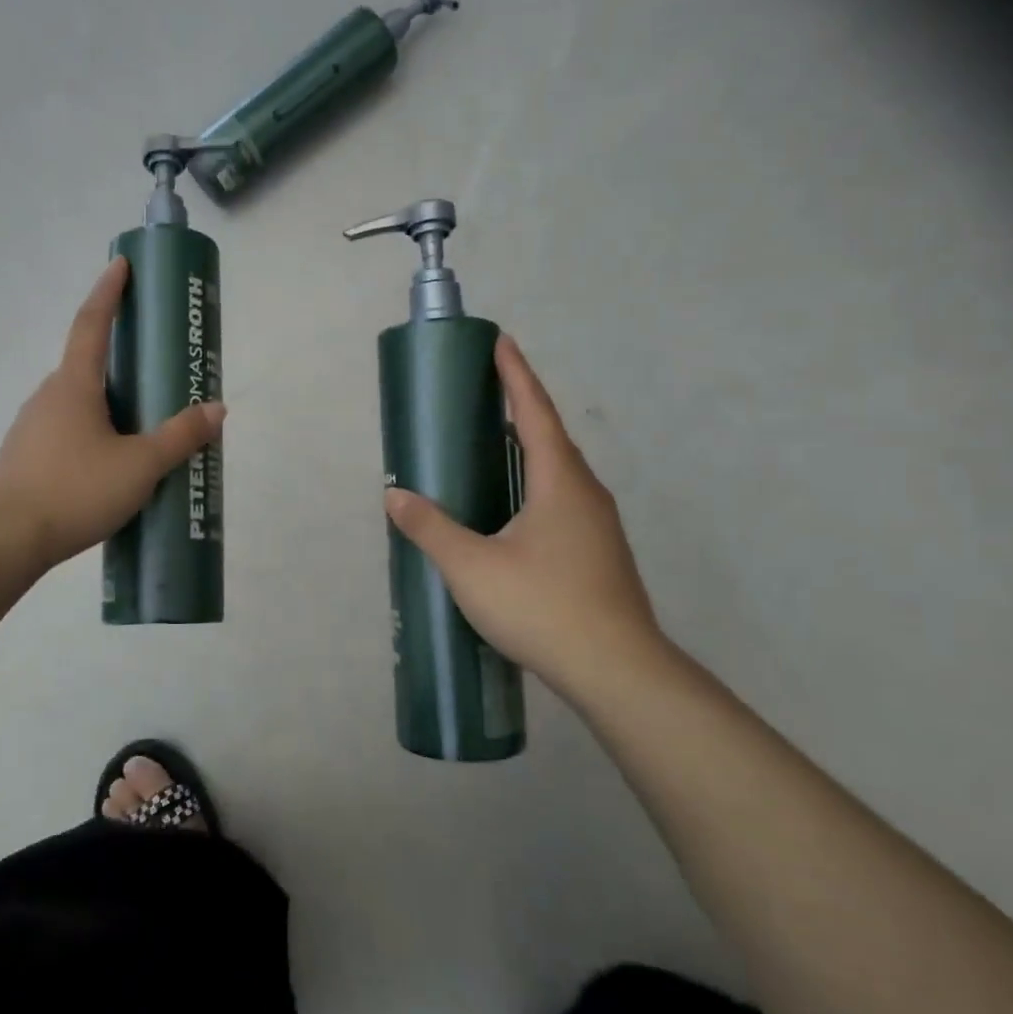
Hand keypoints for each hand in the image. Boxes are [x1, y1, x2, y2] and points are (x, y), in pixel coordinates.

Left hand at [0, 258, 223, 573]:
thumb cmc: (75, 490)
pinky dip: (93, 431)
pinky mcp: (27, 455)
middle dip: (120, 358)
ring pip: (79, 402)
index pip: (92, 323)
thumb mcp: (140, 466)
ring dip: (109, 402)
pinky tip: (111, 462)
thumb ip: (179, 436)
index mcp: (74, 385)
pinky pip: (68, 430)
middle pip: (88, 365)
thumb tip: (217, 409)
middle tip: (156, 368)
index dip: (109, 291)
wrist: (6, 538)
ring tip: (142, 425)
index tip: (120, 263)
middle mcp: (49, 395)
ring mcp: (32, 426)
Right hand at [383, 335, 663, 699]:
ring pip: (559, 473)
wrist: (617, 671)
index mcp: (560, 481)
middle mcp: (586, 493)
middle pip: (551, 437)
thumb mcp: (472, 567)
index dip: (516, 376)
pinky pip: (561, 500)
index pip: (534, 412)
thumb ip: (431, 528)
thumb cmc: (543, 606)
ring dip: (528, 449)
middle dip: (519, 408)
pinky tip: (513, 510)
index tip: (501, 342)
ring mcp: (598, 525)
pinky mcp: (599, 553)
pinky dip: (535, 485)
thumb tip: (394, 497)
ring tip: (493, 446)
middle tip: (485, 392)